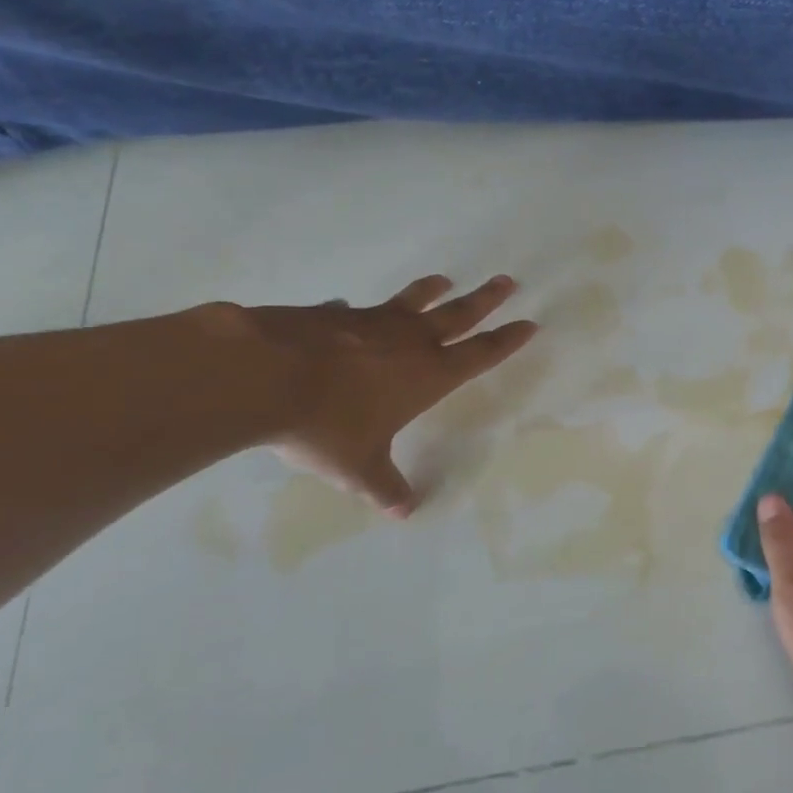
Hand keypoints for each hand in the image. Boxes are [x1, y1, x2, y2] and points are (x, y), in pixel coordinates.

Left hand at [243, 274, 536, 516]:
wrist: (263, 376)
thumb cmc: (325, 425)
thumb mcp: (357, 467)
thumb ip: (384, 486)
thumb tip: (405, 512)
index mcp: (428, 375)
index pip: (480, 354)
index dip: (507, 340)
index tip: (529, 323)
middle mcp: (408, 342)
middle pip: (458, 314)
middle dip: (486, 300)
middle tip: (507, 281)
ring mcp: (371, 323)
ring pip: (412, 302)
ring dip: (431, 291)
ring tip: (444, 279)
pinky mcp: (332, 315)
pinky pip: (354, 311)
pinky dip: (356, 312)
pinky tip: (346, 310)